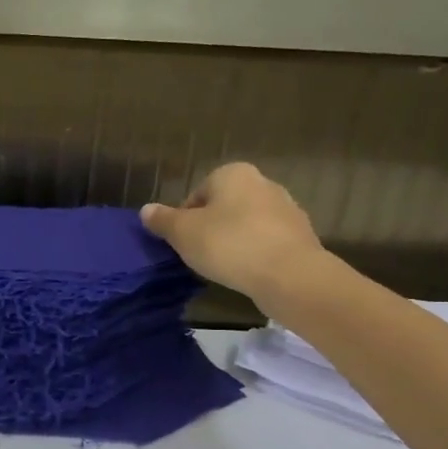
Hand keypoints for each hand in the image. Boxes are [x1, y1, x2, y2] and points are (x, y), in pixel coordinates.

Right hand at [139, 162, 323, 300]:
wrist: (290, 275)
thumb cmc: (229, 245)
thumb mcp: (183, 233)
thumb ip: (163, 220)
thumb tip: (146, 210)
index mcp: (233, 173)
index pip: (196, 195)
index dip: (184, 221)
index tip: (183, 244)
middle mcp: (263, 183)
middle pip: (223, 207)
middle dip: (211, 229)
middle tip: (201, 255)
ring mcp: (287, 209)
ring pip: (247, 225)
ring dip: (234, 242)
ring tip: (225, 267)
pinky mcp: (301, 235)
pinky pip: (267, 242)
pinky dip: (255, 254)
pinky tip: (248, 273)